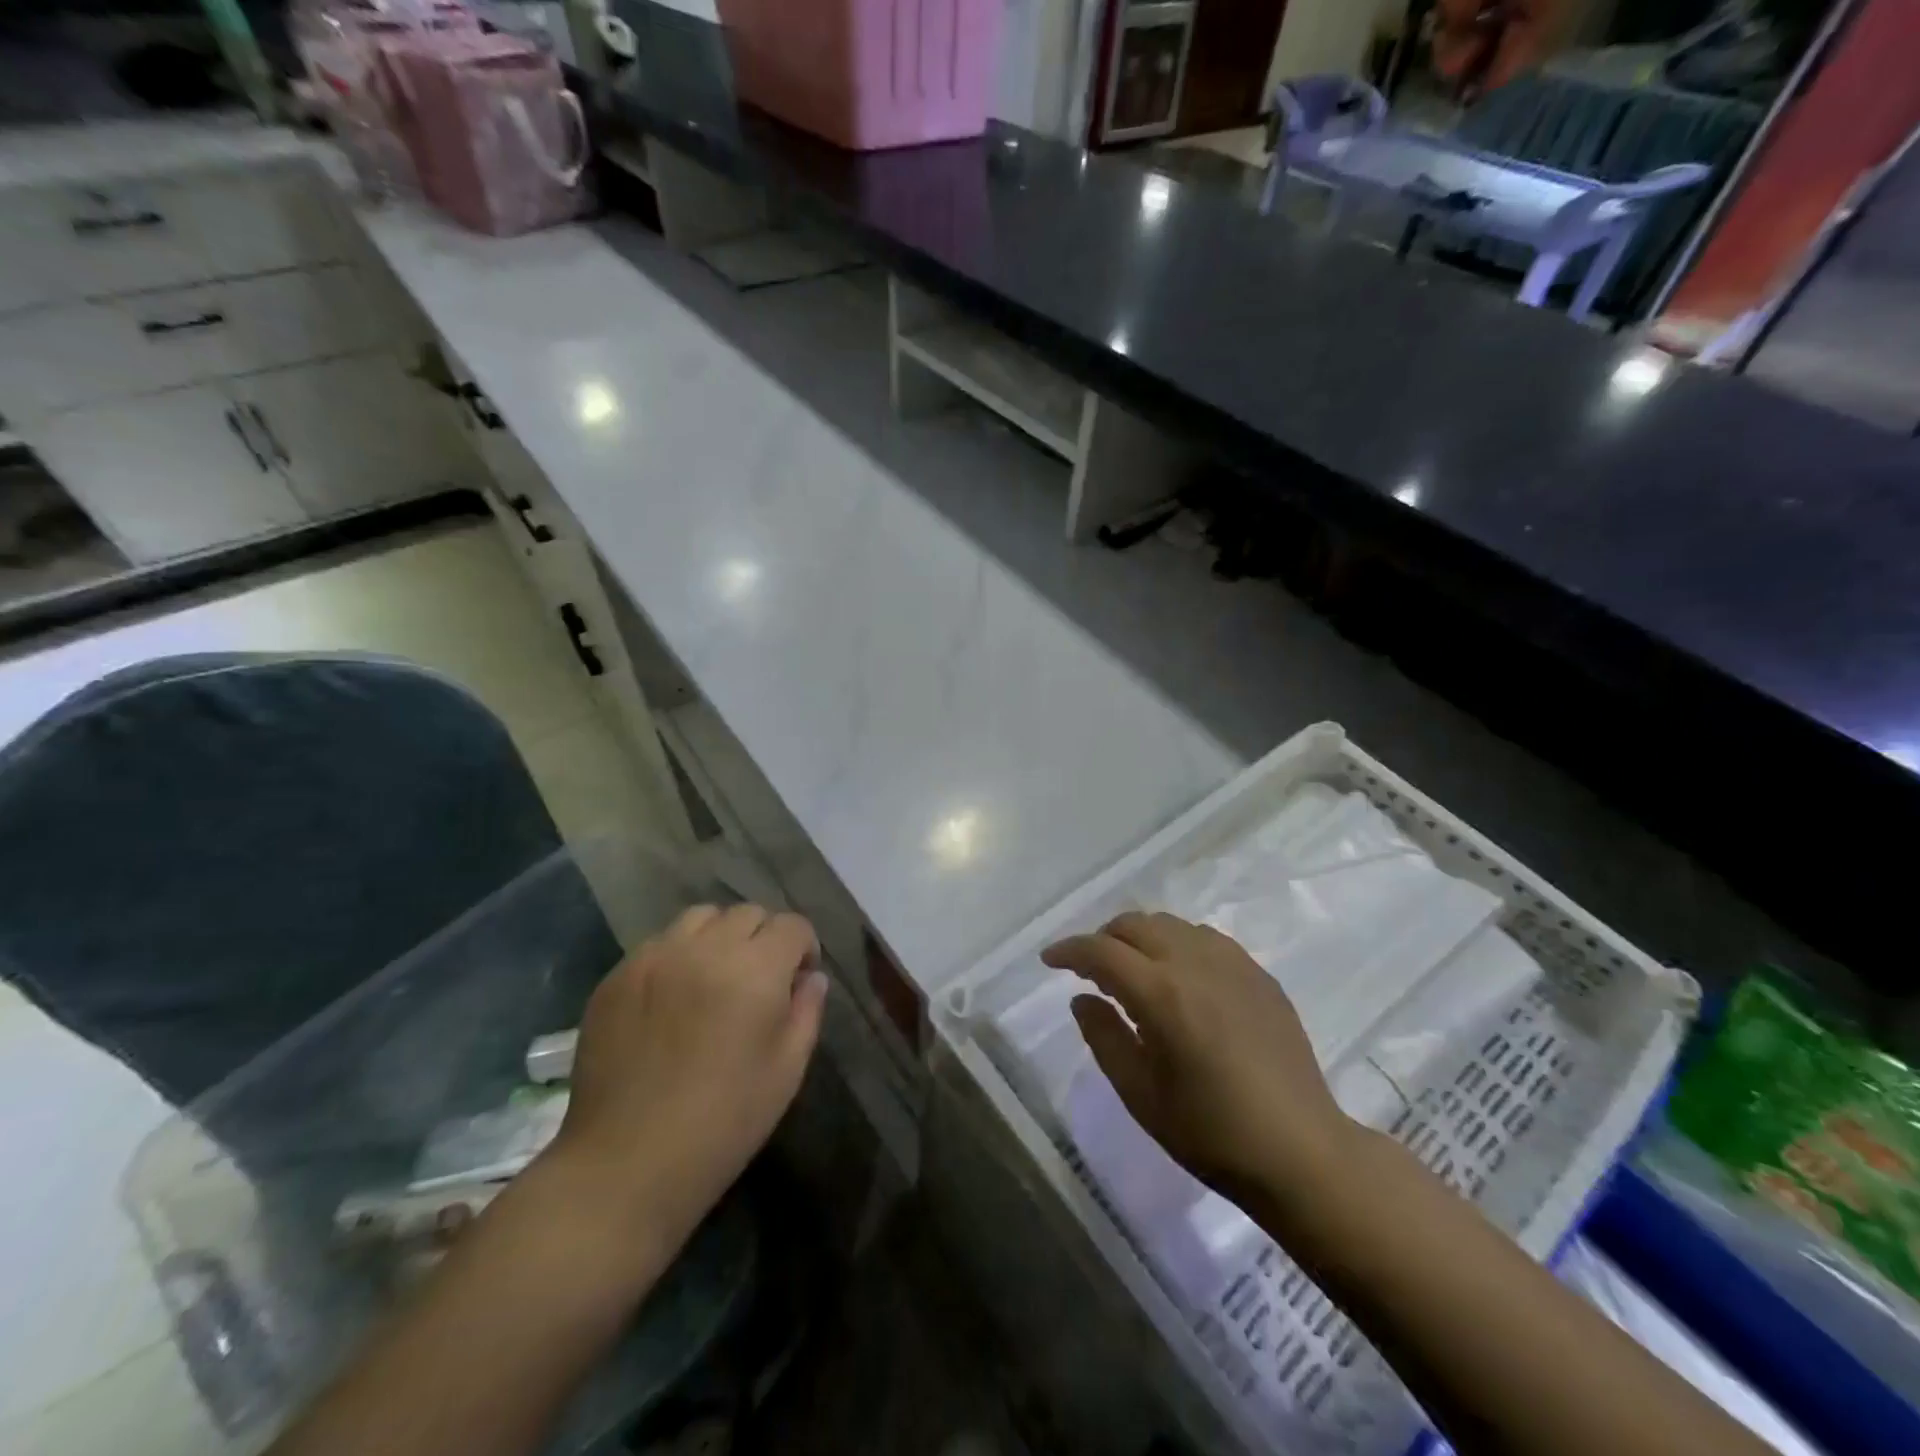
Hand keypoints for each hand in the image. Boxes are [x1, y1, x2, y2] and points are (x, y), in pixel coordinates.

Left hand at [548, 904, 827, 1243]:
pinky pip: (658, 943)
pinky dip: (677, 956)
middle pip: (747, 913)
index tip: (798, 980)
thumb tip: (812, 978)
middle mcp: (705, 949)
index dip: (804, 948)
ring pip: (700, 918)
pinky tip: (673, 999)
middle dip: (764, 938)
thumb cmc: (723, 1123)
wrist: (626, 1164)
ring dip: (719, 938)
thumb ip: (807, 1012)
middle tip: (758, 981)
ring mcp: (654, 957)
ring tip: (714, 978)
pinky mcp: (616, 976)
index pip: (792, 925)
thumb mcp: (787, 1071)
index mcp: (755, 970)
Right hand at [1042, 911, 1352, 1211]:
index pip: (1102, 951)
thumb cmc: (1212, 1133)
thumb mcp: (1140, 1095)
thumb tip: (1082, 998)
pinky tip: (1180, 977)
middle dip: (1103, 938)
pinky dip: (1178, 944)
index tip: (1049, 960)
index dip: (1069, 950)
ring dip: (1141, 937)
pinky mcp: (1259, 974)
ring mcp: (1233, 964)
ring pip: (1171, 925)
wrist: (1301, 1152)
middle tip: (1089, 968)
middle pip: (1135, 924)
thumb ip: (1104, 1037)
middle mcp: (1196, 964)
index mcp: (1162, 994)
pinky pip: (1206, 938)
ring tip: (1133, 970)